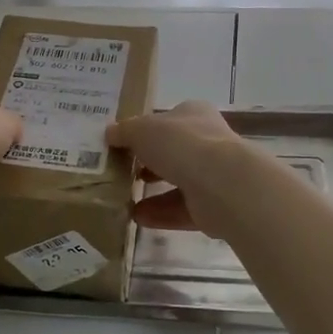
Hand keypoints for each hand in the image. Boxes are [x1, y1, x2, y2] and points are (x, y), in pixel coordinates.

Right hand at [107, 101, 257, 240]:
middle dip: (148, 163)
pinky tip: (136, 217)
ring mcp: (213, 175)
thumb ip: (124, 131)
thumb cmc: (181, 144)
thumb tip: (110, 134)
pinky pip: (181, 210)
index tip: (122, 144)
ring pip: (177, 183)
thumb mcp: (141, 129)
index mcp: (193, 115)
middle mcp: (207, 142)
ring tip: (123, 199)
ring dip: (151, 192)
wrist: (222, 183)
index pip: (168, 119)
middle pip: (172, 152)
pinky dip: (159, 214)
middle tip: (122, 171)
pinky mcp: (213, 206)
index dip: (145, 130)